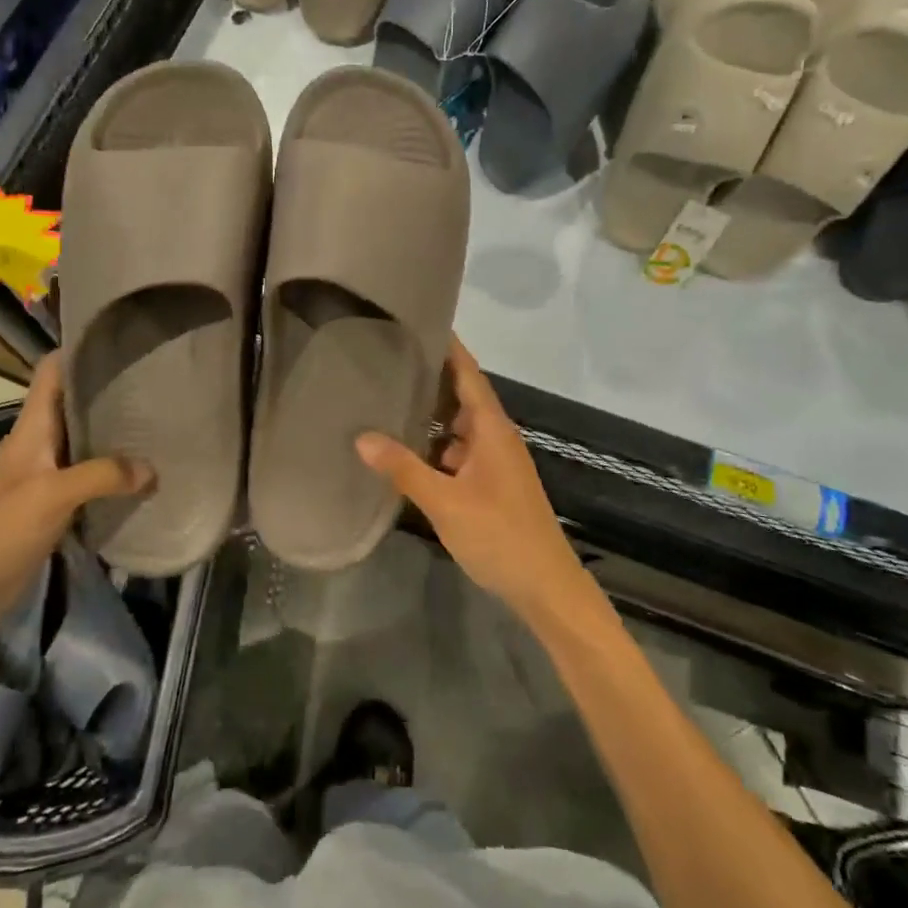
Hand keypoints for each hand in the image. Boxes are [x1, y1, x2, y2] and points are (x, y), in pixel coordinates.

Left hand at [0, 352, 148, 629]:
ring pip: (83, 441)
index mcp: (31, 428)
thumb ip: (102, 476)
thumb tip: (152, 469)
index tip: (120, 339)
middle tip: (158, 382)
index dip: (79, 349)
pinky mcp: (50, 506)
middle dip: (110, 390)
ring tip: (158, 423)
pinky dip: (111, 473)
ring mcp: (44, 475)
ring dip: (114, 433)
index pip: (52, 371)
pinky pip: (87, 478)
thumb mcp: (51, 496)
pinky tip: (140, 476)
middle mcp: (38, 443)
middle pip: (75, 404)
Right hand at [356, 336, 588, 624]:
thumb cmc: (500, 536)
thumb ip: (404, 469)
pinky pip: (460, 451)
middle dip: (431, 376)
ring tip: (389, 399)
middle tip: (387, 359)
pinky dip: (436, 445)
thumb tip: (362, 437)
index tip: (419, 320)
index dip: (448, 346)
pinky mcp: (492, 483)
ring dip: (432, 414)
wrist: (546, 587)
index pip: (468, 372)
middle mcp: (496, 436)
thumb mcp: (446, 502)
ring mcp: (496, 461)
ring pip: (460, 426)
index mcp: (492, 429)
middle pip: (462, 394)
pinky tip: (408, 451)